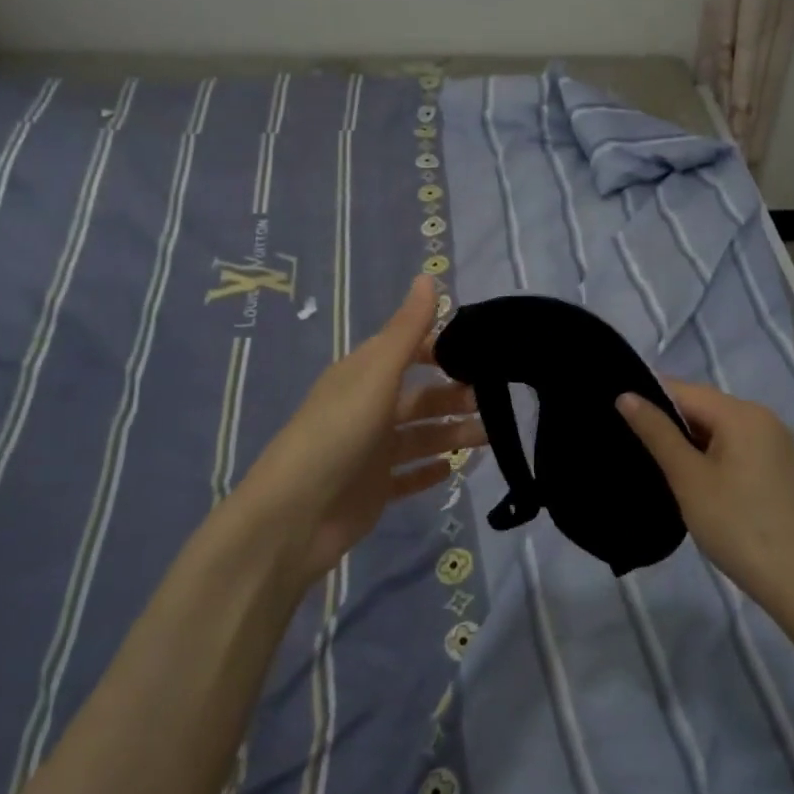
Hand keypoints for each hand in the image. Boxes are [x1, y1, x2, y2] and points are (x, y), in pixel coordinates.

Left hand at [233, 276, 485, 588]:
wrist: (293, 518)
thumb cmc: (337, 434)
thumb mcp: (376, 375)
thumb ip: (406, 330)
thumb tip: (427, 275)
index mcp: (364, 375)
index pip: (410, 350)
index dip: (443, 349)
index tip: (485, 353)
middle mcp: (368, 408)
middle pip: (421, 397)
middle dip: (456, 396)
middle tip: (499, 401)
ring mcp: (371, 451)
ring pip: (422, 436)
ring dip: (454, 433)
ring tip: (492, 436)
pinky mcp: (374, 489)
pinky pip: (410, 475)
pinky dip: (431, 470)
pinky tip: (457, 469)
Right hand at [618, 380, 793, 614]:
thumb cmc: (738, 526)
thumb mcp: (688, 478)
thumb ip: (657, 433)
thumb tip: (626, 396)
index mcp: (742, 413)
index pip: (683, 390)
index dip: (648, 399)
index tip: (614, 416)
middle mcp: (761, 418)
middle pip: (702, 407)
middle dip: (666, 421)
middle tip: (626, 442)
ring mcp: (772, 443)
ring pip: (716, 428)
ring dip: (685, 441)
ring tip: (650, 460)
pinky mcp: (775, 468)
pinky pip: (732, 446)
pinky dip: (707, 455)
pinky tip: (687, 477)